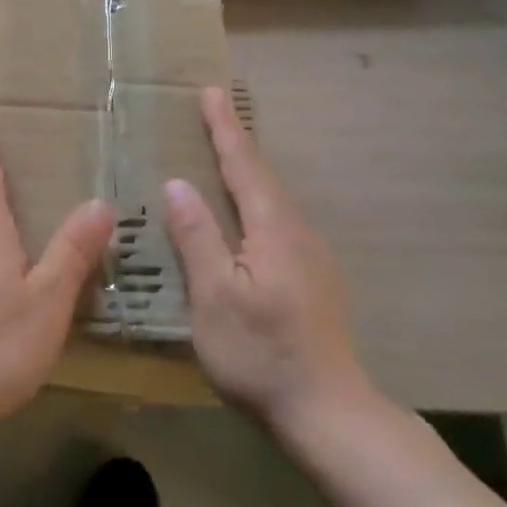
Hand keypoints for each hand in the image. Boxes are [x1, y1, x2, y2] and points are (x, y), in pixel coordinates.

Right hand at [163, 87, 374, 448]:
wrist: (329, 414)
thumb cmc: (261, 354)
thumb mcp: (214, 297)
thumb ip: (197, 237)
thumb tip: (178, 184)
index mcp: (273, 230)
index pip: (244, 166)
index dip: (224, 128)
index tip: (210, 91)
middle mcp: (298, 234)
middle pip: (262, 177)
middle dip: (236, 141)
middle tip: (212, 112)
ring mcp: (311, 258)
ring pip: (272, 200)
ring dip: (246, 171)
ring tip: (222, 154)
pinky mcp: (313, 280)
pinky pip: (277, 222)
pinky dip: (255, 202)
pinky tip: (244, 216)